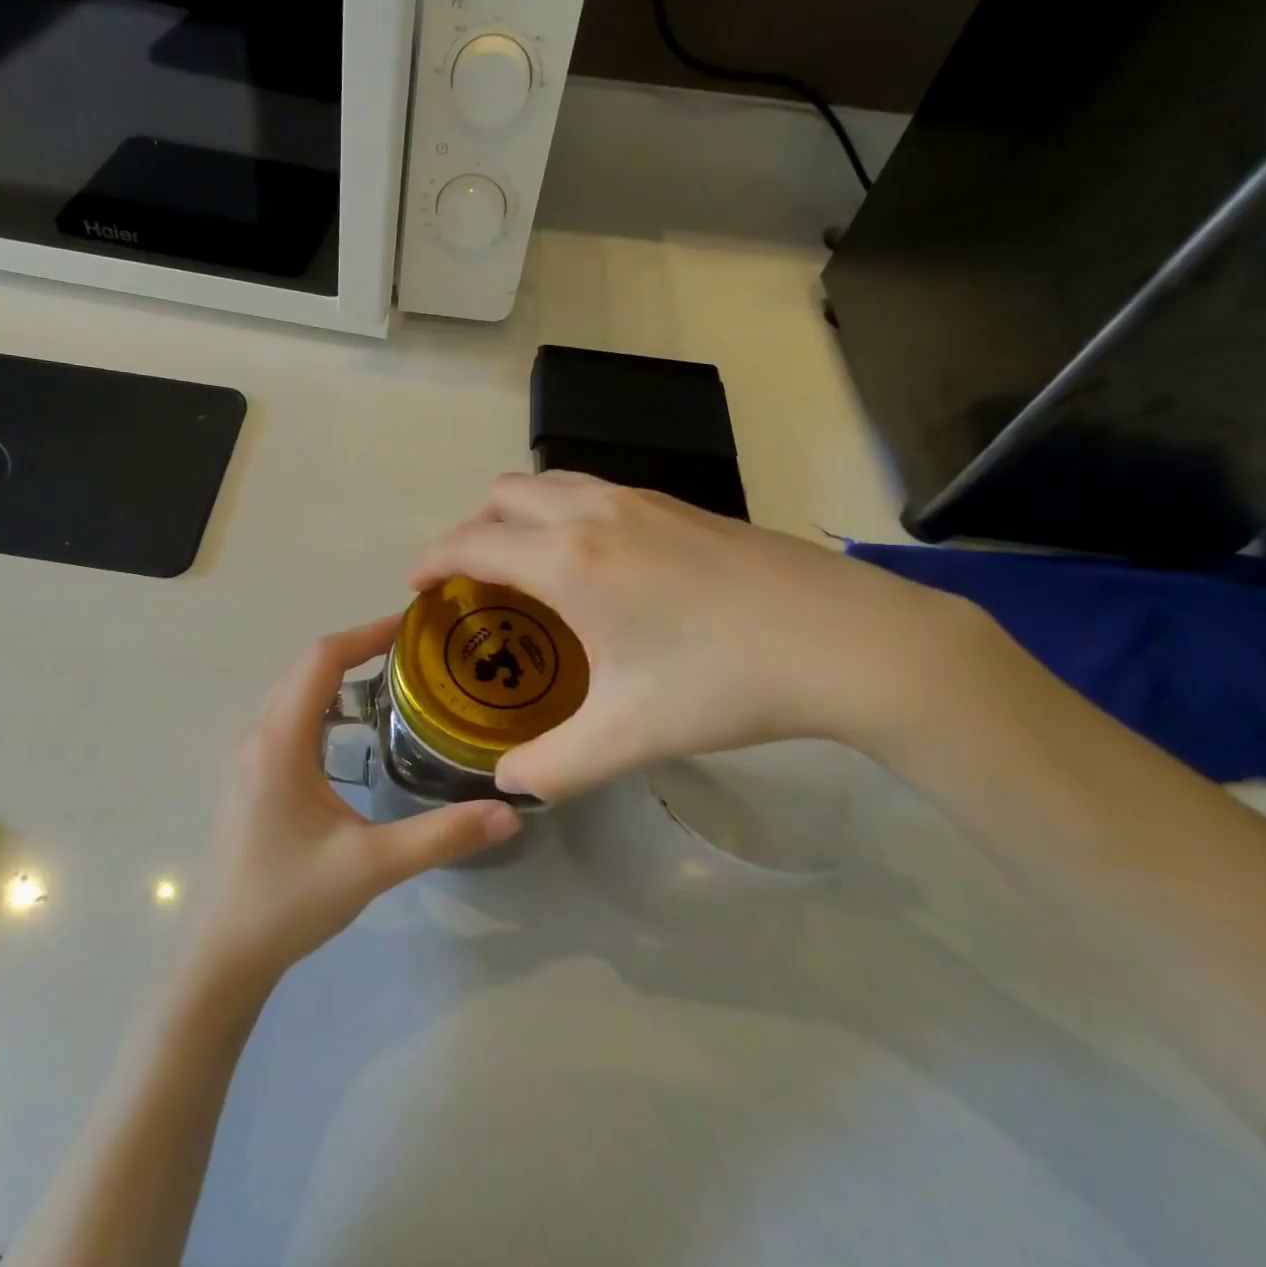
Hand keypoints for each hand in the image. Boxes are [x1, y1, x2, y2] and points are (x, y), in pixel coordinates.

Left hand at [190, 617, 521, 983]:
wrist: (222, 955)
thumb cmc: (290, 901)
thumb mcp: (372, 866)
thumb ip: (441, 836)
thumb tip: (508, 812)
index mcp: (280, 741)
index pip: (322, 659)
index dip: (367, 634)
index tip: (412, 626)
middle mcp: (257, 736)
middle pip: (305, 667)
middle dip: (357, 649)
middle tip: (414, 653)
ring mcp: (247, 756)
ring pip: (292, 691)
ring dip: (336, 676)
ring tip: (390, 682)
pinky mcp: (248, 777)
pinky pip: (286, 717)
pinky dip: (321, 703)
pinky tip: (352, 733)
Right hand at [411, 473, 995, 799]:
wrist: (849, 640)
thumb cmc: (726, 681)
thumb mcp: (630, 735)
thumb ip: (554, 766)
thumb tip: (508, 783)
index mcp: (570, 560)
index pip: (472, 543)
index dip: (433, 561)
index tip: (416, 586)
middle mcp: (595, 512)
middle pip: (503, 495)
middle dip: (471, 529)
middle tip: (471, 581)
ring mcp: (642, 499)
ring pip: (550, 482)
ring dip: (518, 514)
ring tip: (524, 566)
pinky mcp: (679, 505)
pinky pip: (592, 489)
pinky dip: (563, 511)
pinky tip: (594, 563)